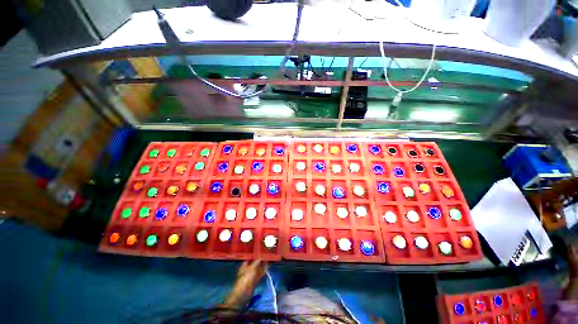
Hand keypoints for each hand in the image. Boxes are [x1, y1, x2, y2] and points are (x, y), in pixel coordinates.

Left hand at [222, 259, 267, 308]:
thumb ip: (257, 262)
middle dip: (260, 261)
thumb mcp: (252, 269)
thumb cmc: (245, 280)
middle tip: (267, 256)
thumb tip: (262, 256)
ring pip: (258, 269)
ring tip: (268, 261)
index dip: (256, 255)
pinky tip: (267, 269)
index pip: (250, 258)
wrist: (243, 295)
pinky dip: (263, 272)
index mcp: (244, 266)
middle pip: (255, 264)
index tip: (262, 252)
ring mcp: (251, 276)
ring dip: (262, 266)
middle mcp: (248, 270)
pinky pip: (260, 275)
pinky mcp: (254, 282)